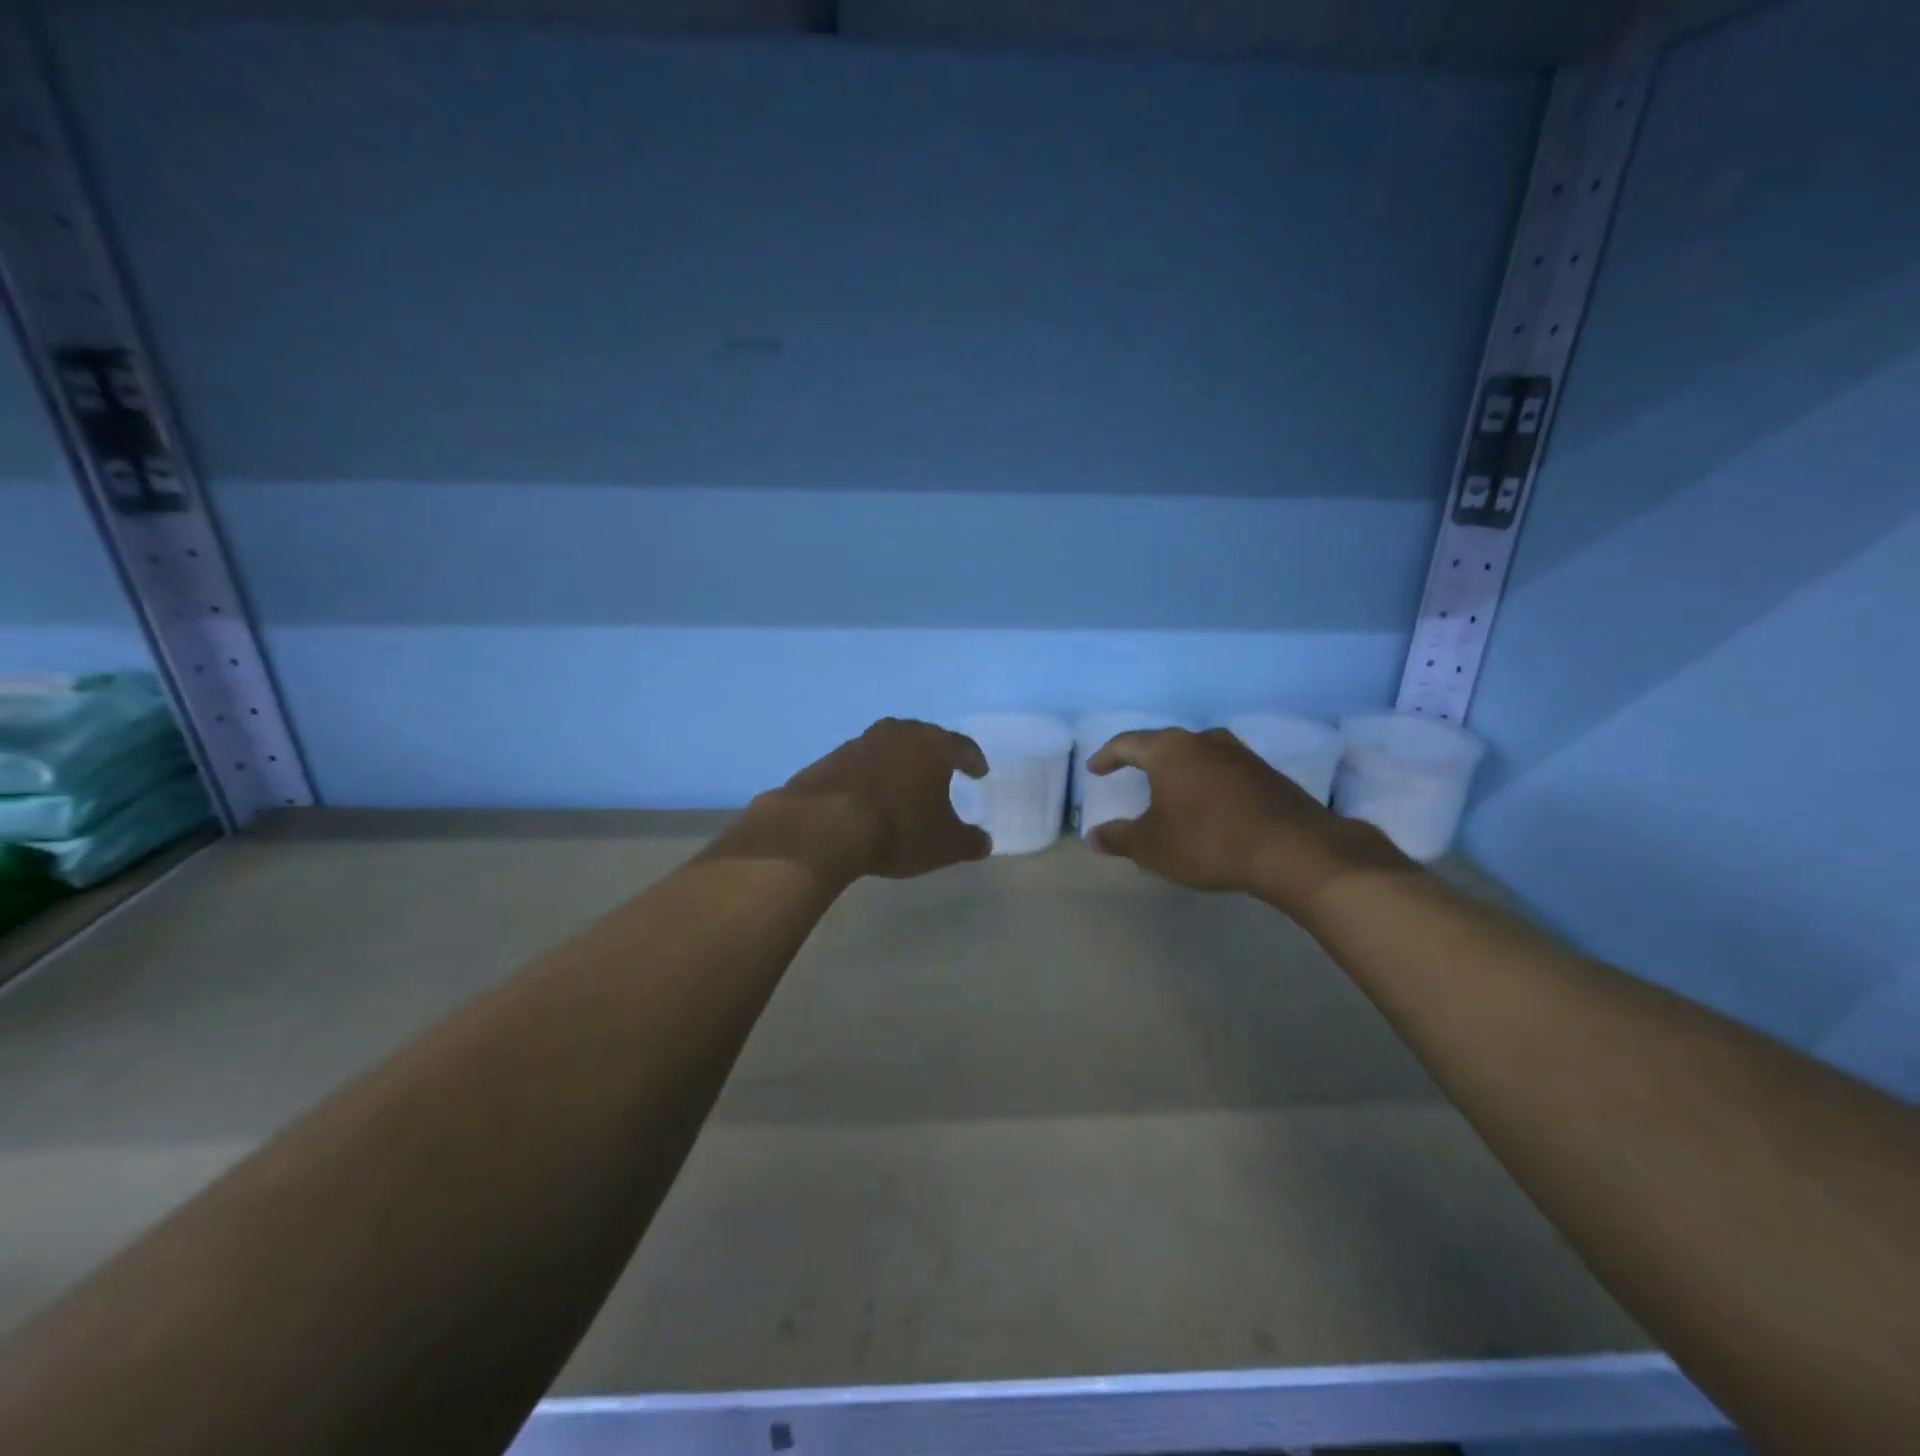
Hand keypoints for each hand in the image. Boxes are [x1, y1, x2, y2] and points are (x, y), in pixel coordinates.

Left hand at [715, 718, 991, 883]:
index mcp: (933, 746)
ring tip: (905, 782)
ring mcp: (861, 742)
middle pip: (924, 737)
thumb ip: (969, 841)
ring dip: (900, 761)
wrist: (824, 825)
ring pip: (890, 746)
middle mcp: (899, 734)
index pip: (961, 746)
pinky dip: (871, 774)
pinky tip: (870, 794)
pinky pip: (861, 762)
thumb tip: (984, 841)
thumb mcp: (944, 845)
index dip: (972, 760)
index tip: (979, 772)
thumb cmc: (898, 829)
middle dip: (935, 754)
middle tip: (942, 770)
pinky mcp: (831, 757)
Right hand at [1086, 727, 1410, 916]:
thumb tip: (1093, 836)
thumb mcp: (1152, 846)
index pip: (1128, 744)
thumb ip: (1120, 838)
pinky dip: (1208, 784)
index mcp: (1170, 750)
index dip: (1107, 756)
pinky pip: (1224, 772)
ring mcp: (1240, 754)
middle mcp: (1204, 741)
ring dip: (1180, 772)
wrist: (1292, 849)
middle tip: (1130, 773)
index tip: (1095, 769)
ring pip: (1199, 756)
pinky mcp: (1267, 774)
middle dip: (1145, 760)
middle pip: (1165, 744)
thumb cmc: (1207, 840)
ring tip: (1170, 790)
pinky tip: (1208, 806)